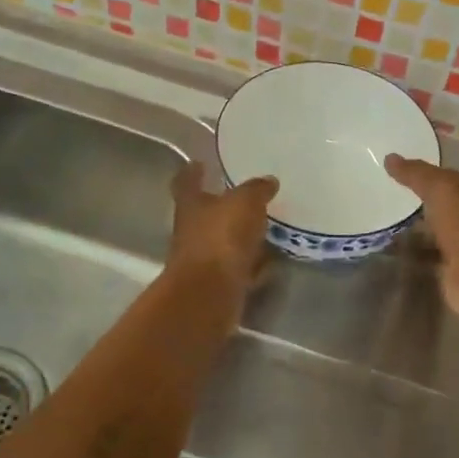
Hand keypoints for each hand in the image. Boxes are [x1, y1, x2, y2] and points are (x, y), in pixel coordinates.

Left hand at [166, 161, 277, 304]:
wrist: (210, 294)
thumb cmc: (220, 238)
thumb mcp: (244, 203)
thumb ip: (256, 190)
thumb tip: (268, 181)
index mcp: (191, 204)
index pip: (187, 181)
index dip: (193, 172)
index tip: (200, 163)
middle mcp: (193, 231)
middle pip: (206, 213)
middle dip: (224, 206)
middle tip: (248, 196)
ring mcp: (205, 260)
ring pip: (225, 242)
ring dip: (241, 236)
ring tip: (266, 226)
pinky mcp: (220, 284)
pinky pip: (240, 267)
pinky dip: (253, 263)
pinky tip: (271, 260)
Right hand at [385, 156, 458, 326]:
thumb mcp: (440, 188)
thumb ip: (416, 174)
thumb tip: (389, 157)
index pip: (444, 179)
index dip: (422, 175)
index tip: (393, 173)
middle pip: (437, 208)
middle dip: (414, 206)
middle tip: (379, 200)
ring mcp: (458, 248)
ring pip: (429, 236)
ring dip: (410, 234)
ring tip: (378, 227)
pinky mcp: (448, 274)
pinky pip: (424, 262)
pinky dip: (409, 259)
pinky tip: (386, 255)